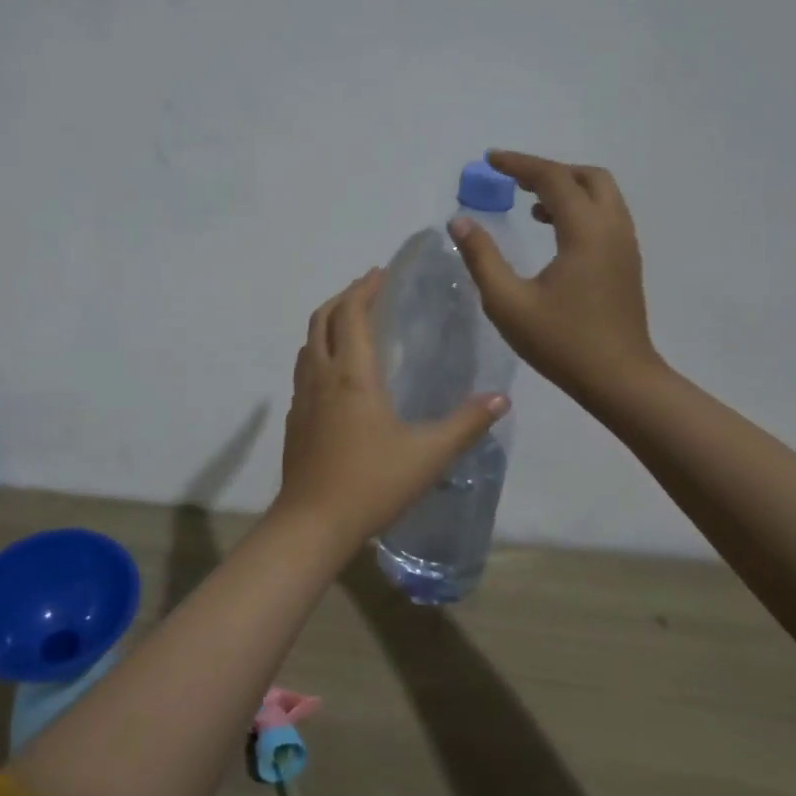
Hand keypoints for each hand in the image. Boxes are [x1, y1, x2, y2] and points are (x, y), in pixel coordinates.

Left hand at [273, 269, 508, 544]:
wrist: (313, 523)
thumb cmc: (372, 483)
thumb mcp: (429, 454)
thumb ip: (466, 424)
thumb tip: (501, 398)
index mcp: (352, 375)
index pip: (353, 314)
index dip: (365, 288)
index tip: (381, 272)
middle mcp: (322, 376)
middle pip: (322, 319)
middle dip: (344, 297)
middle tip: (368, 289)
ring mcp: (302, 398)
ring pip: (308, 343)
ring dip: (328, 323)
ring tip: (351, 322)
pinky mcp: (295, 419)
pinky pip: (304, 369)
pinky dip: (319, 352)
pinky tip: (335, 373)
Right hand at [448, 150, 662, 406]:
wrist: (620, 380)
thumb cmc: (561, 342)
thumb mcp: (508, 303)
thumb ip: (481, 258)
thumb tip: (459, 221)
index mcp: (585, 232)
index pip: (553, 178)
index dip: (519, 164)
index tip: (490, 159)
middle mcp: (612, 228)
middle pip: (587, 177)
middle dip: (549, 170)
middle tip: (514, 180)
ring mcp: (625, 245)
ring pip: (601, 195)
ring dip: (566, 189)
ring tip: (529, 205)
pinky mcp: (626, 263)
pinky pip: (605, 216)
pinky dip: (578, 208)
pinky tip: (552, 233)